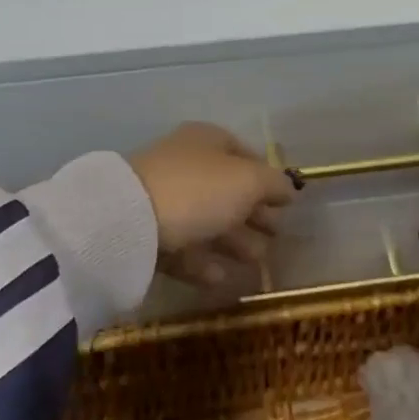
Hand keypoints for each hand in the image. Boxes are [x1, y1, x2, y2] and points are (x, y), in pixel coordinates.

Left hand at [128, 123, 294, 291]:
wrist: (130, 221)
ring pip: (207, 220)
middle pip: (228, 190)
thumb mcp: (248, 181)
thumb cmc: (198, 189)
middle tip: (276, 238)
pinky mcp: (148, 233)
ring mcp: (164, 198)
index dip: (268, 179)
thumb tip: (288, 189)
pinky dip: (204, 261)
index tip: (287, 206)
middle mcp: (185, 164)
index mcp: (208, 141)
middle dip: (254, 214)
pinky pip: (183, 247)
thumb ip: (273, 184)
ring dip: (234, 241)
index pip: (246, 155)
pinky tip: (220, 278)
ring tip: (256, 262)